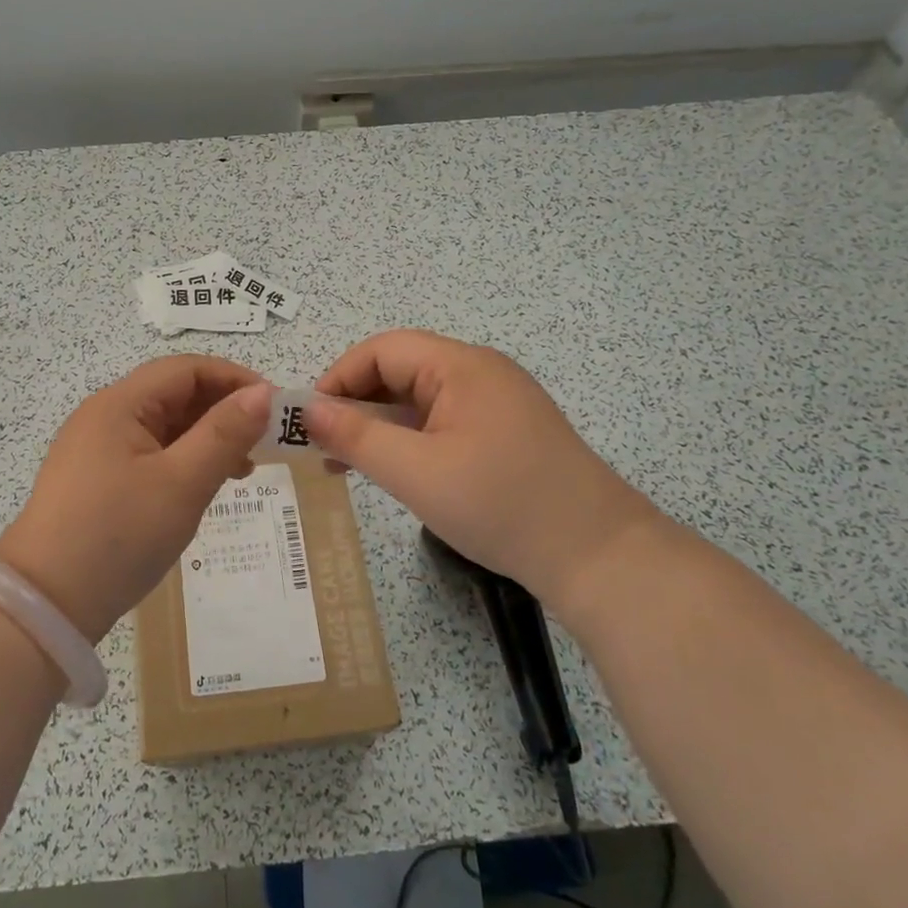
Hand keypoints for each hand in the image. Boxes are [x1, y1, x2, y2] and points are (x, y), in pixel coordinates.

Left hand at [0, 357, 272, 640]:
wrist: (45, 605)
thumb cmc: (118, 535)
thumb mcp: (182, 483)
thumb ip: (224, 434)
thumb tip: (262, 394)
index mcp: (120, 404)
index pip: (186, 369)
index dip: (234, 379)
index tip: (275, 408)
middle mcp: (104, 416)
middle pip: (173, 394)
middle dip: (223, 410)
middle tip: (264, 442)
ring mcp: (96, 449)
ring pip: (163, 426)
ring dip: (206, 438)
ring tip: (243, 469)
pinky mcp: (95, 480)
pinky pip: (149, 454)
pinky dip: (183, 461)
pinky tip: (203, 486)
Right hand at [304, 330, 657, 608]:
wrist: (599, 557)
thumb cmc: (500, 505)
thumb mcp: (415, 472)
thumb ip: (356, 437)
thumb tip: (308, 411)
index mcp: (462, 366)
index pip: (383, 350)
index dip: (339, 377)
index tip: (309, 421)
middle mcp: (481, 372)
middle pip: (401, 370)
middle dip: (356, 403)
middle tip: (323, 447)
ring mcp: (498, 402)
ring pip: (421, 399)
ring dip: (381, 424)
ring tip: (349, 464)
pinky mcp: (507, 432)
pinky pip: (444, 421)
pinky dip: (411, 439)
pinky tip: (398, 471)